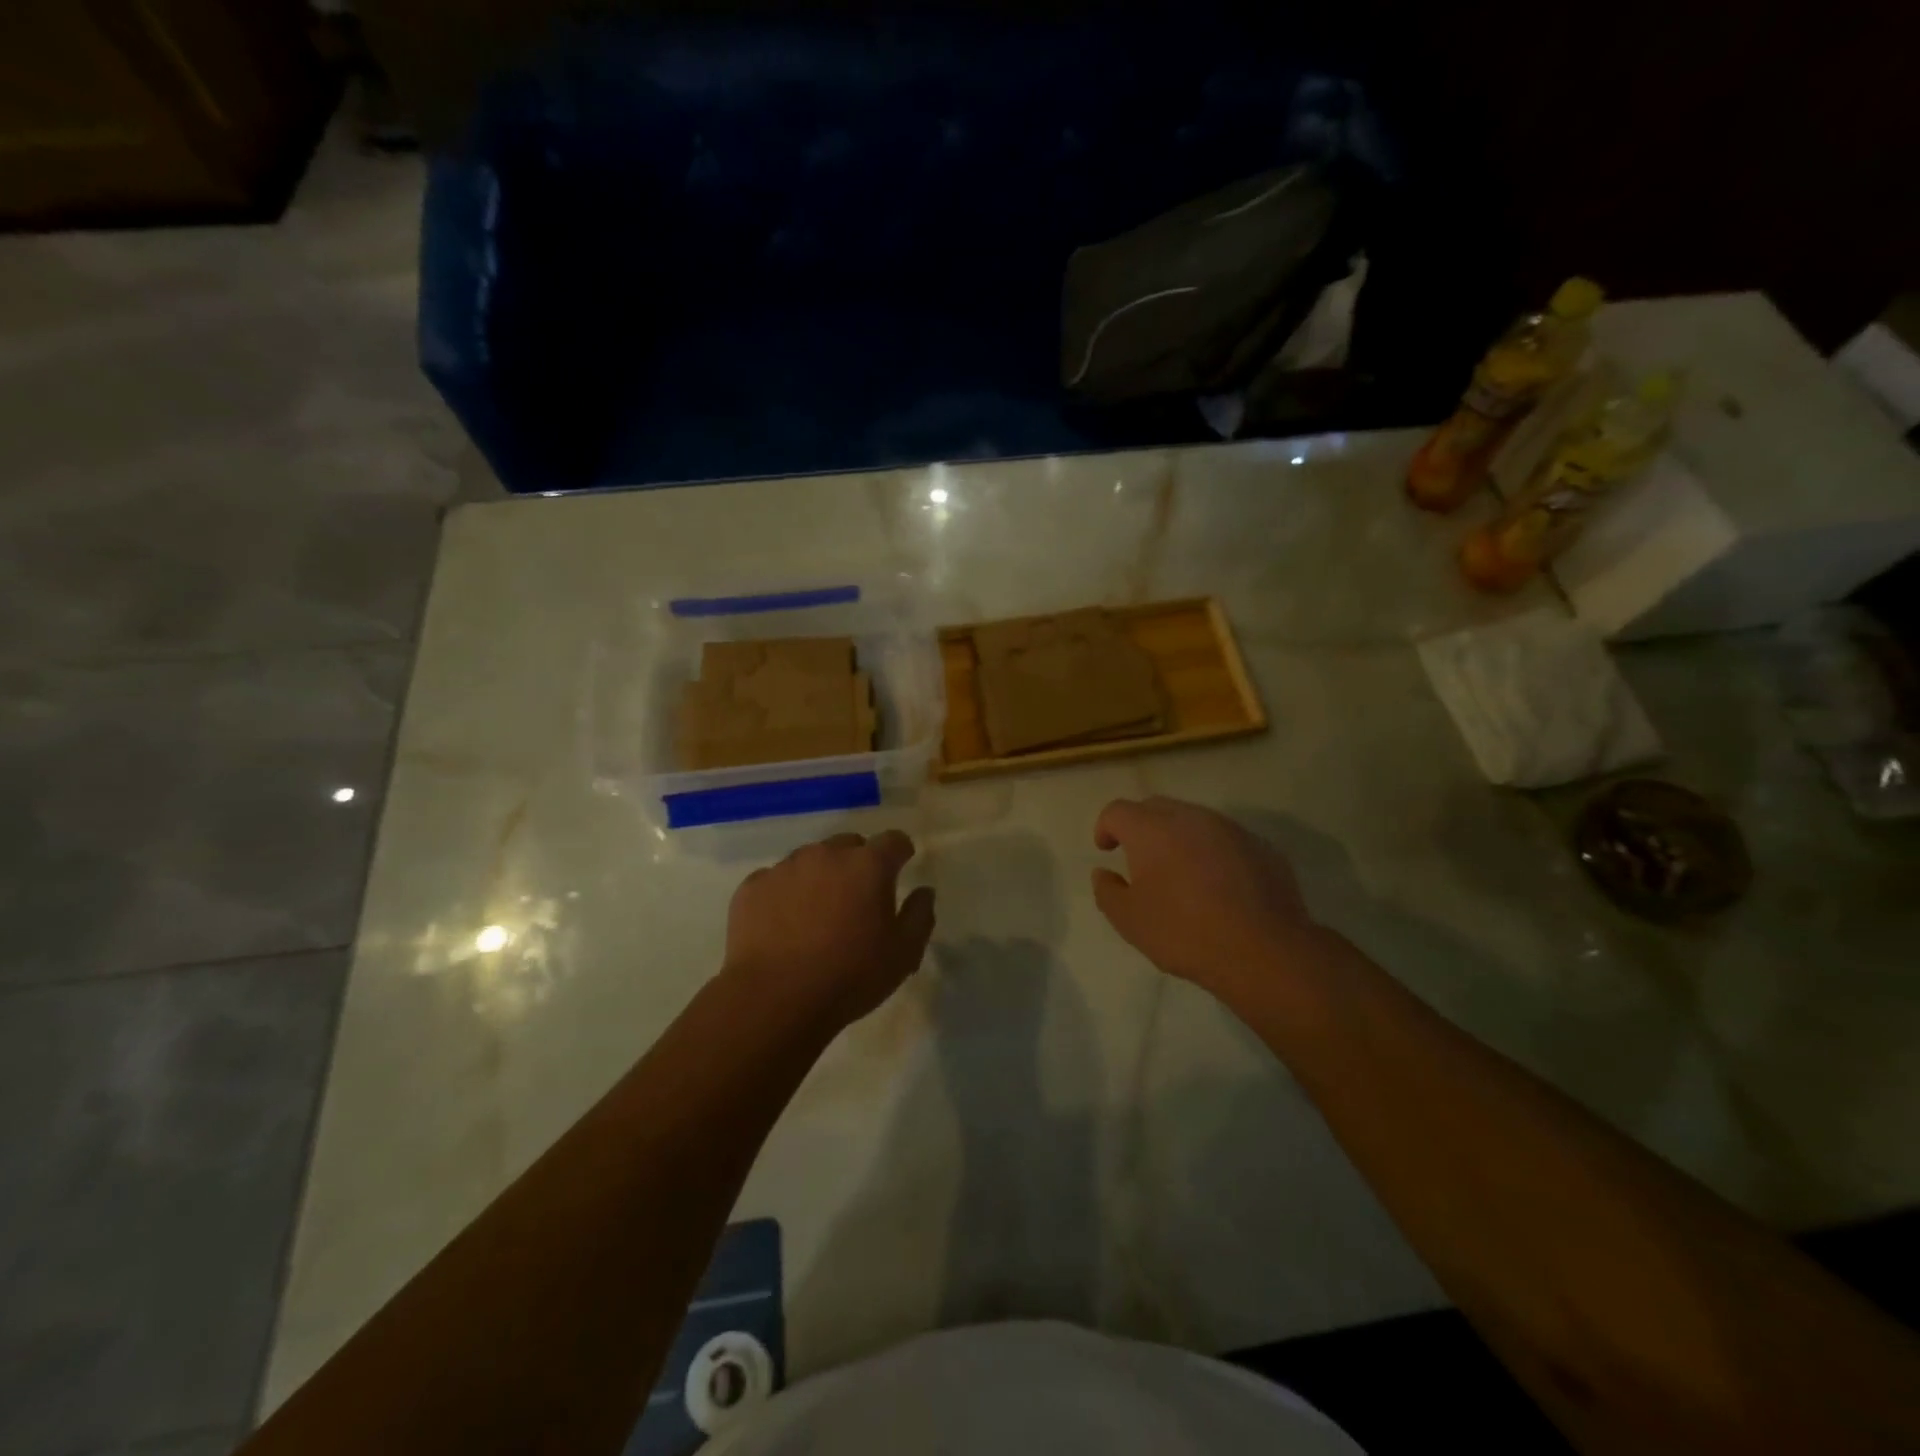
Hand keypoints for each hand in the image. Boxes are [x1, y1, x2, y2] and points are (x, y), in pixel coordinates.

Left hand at [723, 830, 935, 1033]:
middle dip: (858, 863)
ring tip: (817, 913)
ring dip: (820, 876)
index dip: (900, 852)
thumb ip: (920, 916)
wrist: (774, 999)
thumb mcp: (903, 954)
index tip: (901, 866)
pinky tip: (783, 924)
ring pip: (810, 859)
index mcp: (868, 866)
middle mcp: (826, 855)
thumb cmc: (850, 976)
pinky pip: (775, 880)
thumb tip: (924, 892)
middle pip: (849, 845)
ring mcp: (785, 868)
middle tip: (858, 897)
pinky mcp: (752, 887)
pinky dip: (784, 894)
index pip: (893, 841)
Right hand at [1092, 797, 1318, 999]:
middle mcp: (1190, 818)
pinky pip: (1225, 840)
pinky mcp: (1261, 847)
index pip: (1117, 811)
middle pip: (1156, 807)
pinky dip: (1211, 852)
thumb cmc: (1185, 933)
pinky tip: (1217, 885)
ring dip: (1178, 837)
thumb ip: (1107, 891)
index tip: (1106, 850)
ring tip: (1179, 871)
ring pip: (1194, 820)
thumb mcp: (1129, 921)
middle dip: (1141, 826)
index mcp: (1151, 829)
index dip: (1105, 827)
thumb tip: (1104, 873)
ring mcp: (1230, 829)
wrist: (1264, 951)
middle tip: (1138, 857)